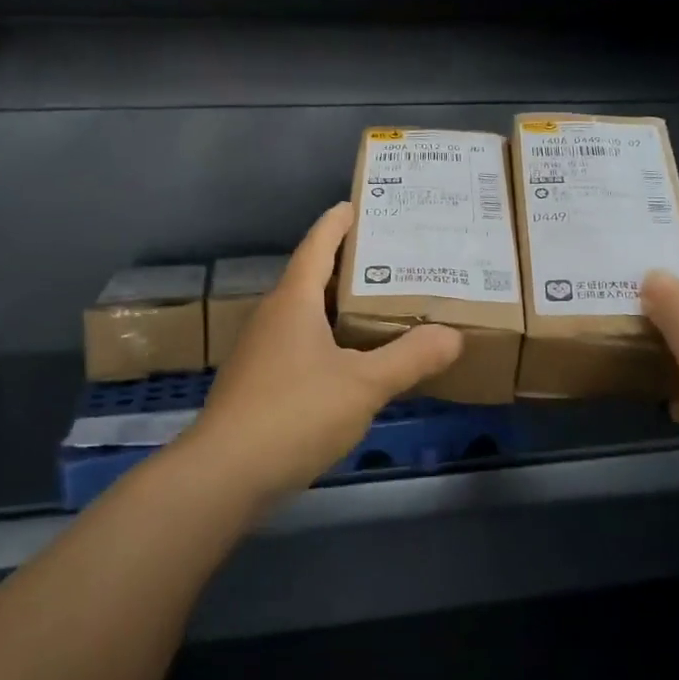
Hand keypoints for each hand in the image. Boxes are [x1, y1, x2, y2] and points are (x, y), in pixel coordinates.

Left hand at [187, 203, 463, 502]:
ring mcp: (261, 351)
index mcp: (293, 301)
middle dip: (351, 265)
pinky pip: (301, 345)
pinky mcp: (258, 383)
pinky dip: (329, 340)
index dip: (339, 221)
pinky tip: (353, 361)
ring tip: (382, 306)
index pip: (318, 244)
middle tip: (395, 259)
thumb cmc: (295, 413)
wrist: (224, 475)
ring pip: (306, 314)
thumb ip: (411, 358)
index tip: (363, 204)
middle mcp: (273, 316)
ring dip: (340, 306)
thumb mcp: (364, 384)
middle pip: (313, 277)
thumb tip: (453, 335)